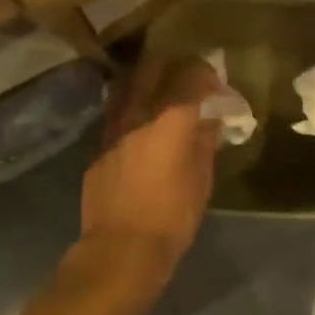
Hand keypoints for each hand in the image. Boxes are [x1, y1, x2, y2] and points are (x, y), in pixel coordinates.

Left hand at [79, 56, 222, 273]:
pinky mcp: (98, 146)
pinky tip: (141, 126)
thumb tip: (209, 121)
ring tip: (161, 93)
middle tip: (188, 78)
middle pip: (153, 69)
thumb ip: (204, 142)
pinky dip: (131, 109)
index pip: (190, 76)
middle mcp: (139, 113)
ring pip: (127, 86)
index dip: (206, 73)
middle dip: (174, 66)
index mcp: (171, 119)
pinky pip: (116, 114)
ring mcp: (113, 128)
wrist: (122, 248)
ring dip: (147, 82)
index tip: (216, 83)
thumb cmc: (173, 216)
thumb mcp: (201, 179)